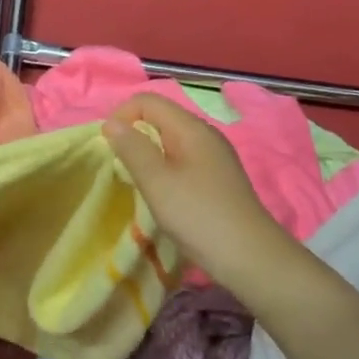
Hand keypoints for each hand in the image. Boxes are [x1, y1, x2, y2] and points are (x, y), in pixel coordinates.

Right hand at [103, 93, 305, 304]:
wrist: (250, 257)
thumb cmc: (199, 215)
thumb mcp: (157, 181)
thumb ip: (132, 148)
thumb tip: (111, 123)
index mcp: (192, 128)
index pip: (148, 101)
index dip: (122, 116)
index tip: (108, 147)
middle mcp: (206, 135)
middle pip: (161, 118)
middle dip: (134, 135)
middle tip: (120, 167)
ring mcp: (215, 157)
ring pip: (171, 141)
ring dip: (149, 154)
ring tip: (138, 182)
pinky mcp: (218, 179)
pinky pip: (183, 160)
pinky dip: (165, 169)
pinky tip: (163, 195)